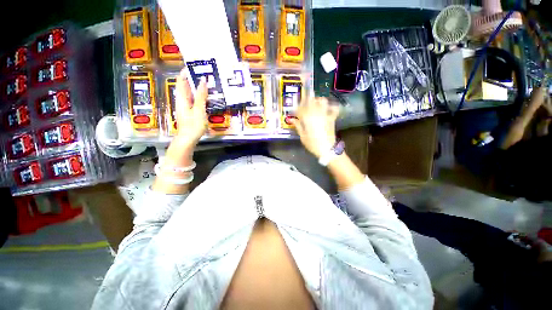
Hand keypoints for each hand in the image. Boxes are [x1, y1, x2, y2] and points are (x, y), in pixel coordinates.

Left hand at [173, 69, 207, 147]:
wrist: (188, 139)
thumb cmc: (193, 125)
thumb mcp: (199, 109)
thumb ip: (201, 95)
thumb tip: (203, 80)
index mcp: (182, 97)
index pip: (181, 80)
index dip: (186, 72)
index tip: (196, 66)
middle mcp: (182, 100)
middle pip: (185, 86)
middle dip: (194, 79)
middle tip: (206, 75)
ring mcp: (185, 106)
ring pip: (190, 93)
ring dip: (197, 87)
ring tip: (208, 84)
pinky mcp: (189, 112)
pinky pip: (193, 100)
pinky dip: (199, 96)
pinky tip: (207, 98)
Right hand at [290, 97, 339, 157]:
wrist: (328, 150)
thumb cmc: (313, 145)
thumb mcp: (303, 137)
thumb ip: (298, 126)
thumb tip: (292, 119)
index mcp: (308, 119)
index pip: (301, 108)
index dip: (297, 107)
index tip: (295, 109)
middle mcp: (316, 114)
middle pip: (311, 101)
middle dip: (306, 100)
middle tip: (303, 104)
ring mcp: (325, 115)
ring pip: (322, 101)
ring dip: (317, 100)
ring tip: (314, 104)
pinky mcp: (332, 118)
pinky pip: (334, 108)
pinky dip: (331, 106)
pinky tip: (327, 108)